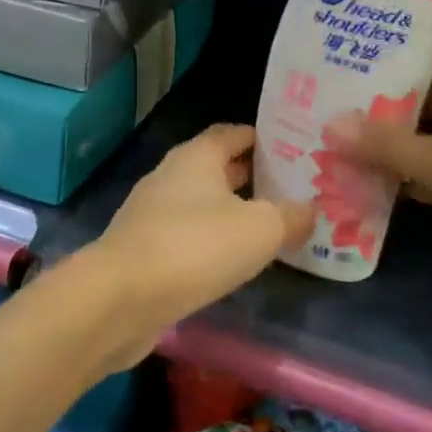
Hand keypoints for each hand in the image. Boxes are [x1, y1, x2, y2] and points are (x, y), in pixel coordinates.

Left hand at [91, 124, 313, 346]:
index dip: (261, 138)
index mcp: (196, 157)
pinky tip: (231, 261)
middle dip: (251, 177)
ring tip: (268, 227)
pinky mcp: (142, 249)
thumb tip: (309, 210)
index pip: (231, 133)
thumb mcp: (261, 229)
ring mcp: (151, 213)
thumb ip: (291, 216)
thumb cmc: (196, 247)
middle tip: (290, 190)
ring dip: (230, 211)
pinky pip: (185, 235)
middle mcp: (170, 176)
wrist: (121, 298)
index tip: (292, 150)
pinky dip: (209, 241)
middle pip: (216, 168)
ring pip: (200, 203)